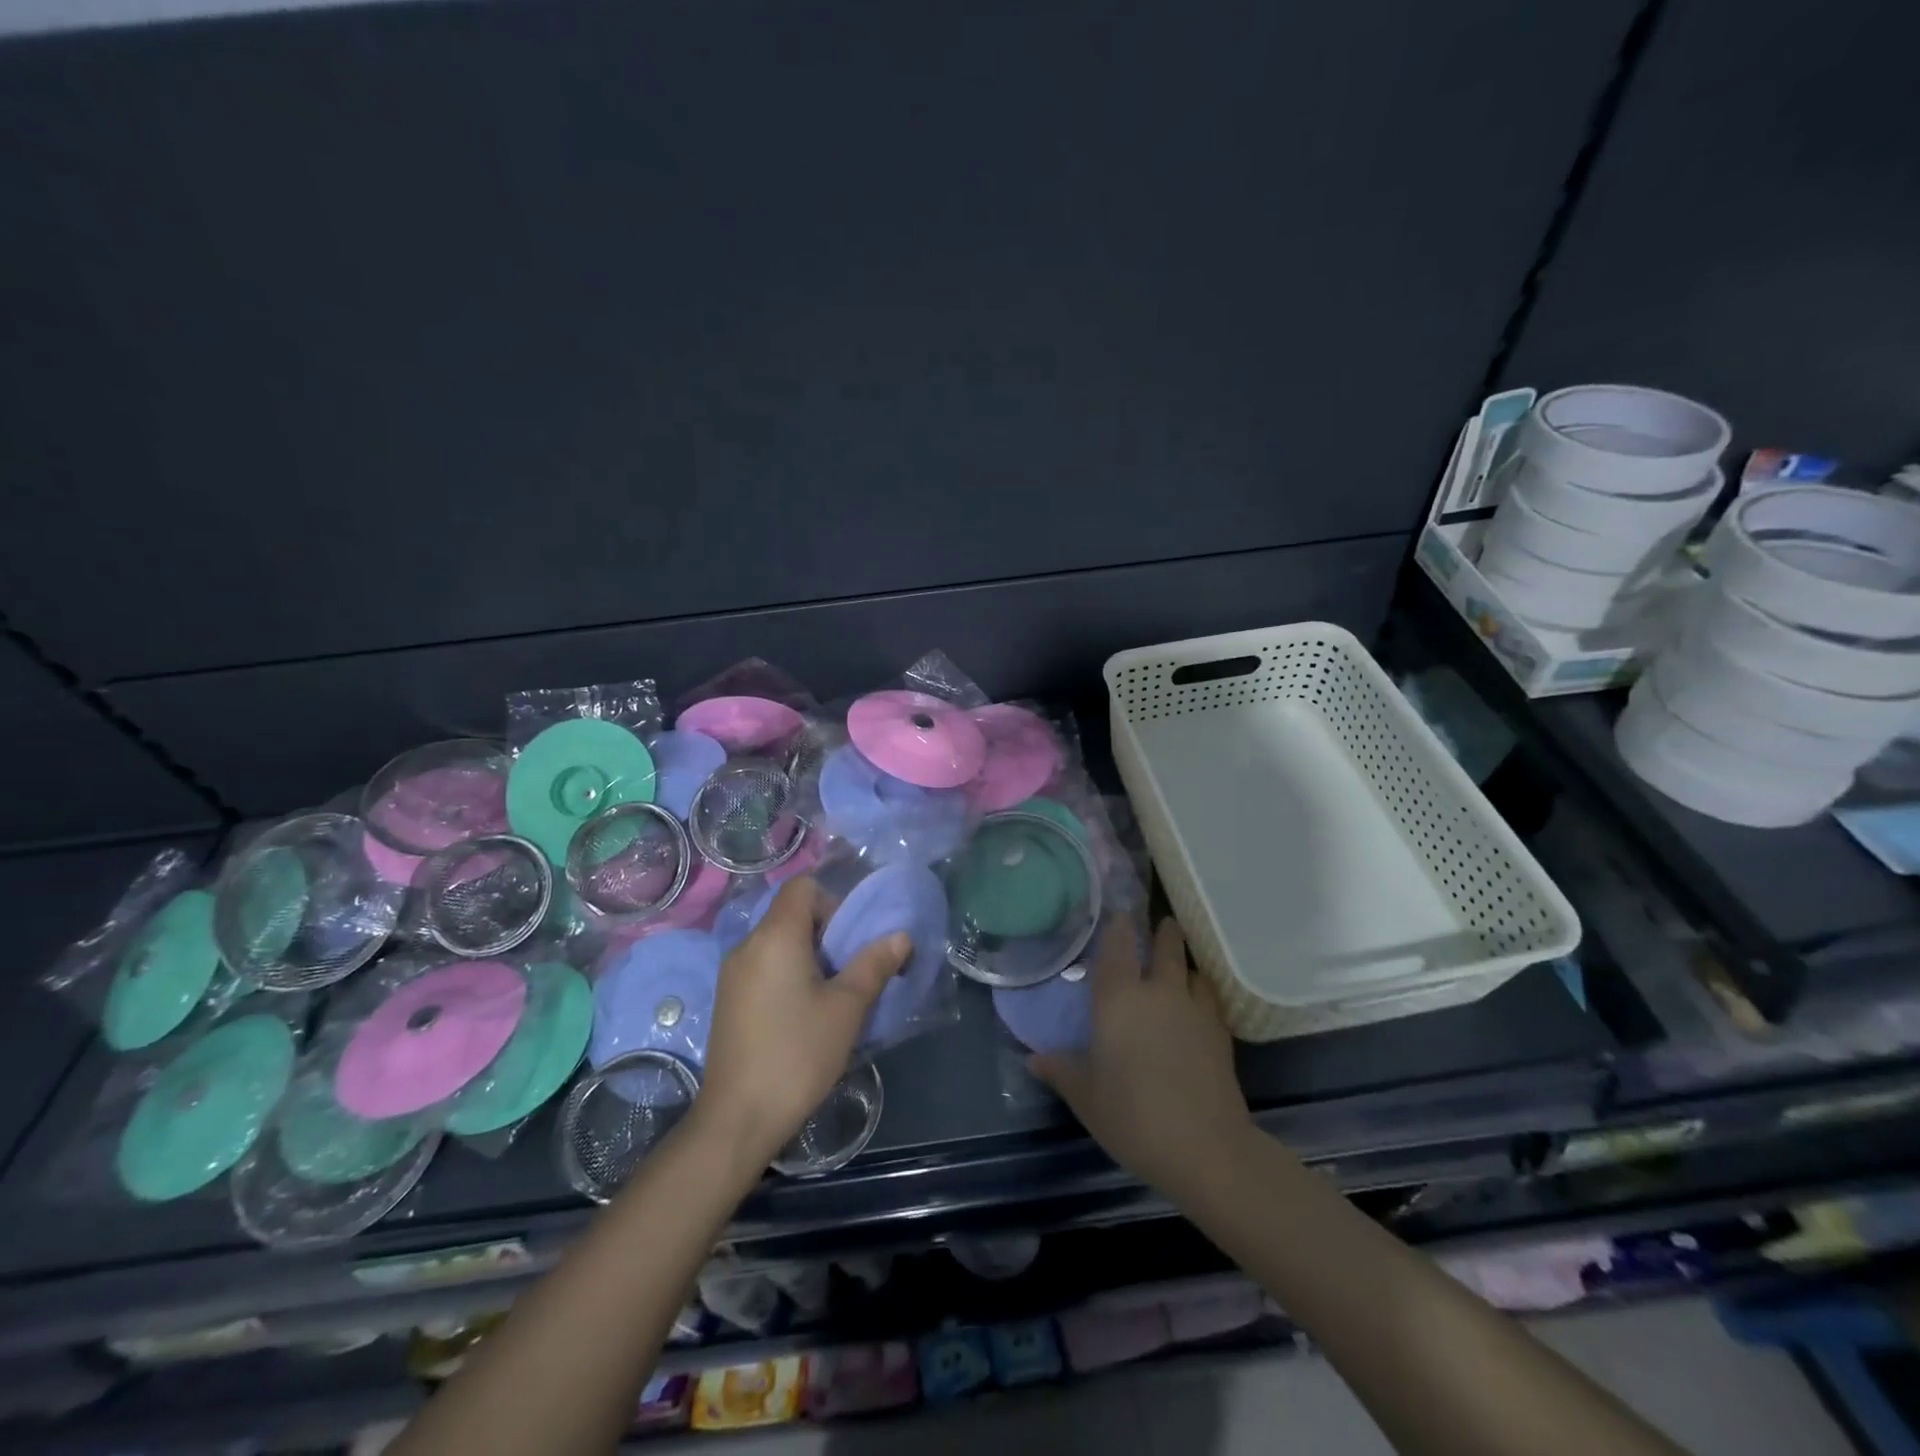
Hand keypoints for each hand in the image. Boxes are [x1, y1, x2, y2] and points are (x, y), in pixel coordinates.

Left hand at [695, 878, 908, 1168]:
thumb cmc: (797, 1054)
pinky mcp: (727, 1000)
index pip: (802, 887)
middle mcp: (747, 945)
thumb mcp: (847, 1008)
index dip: (832, 902)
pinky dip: (787, 975)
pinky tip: (801, 1016)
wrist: (737, 1118)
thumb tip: (901, 935)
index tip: (849, 940)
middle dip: (825, 933)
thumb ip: (874, 964)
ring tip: (830, 998)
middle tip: (848, 972)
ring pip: (777, 943)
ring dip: (808, 957)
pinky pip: (763, 967)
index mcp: (775, 936)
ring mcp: (732, 974)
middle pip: (790, 914)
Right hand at [1031, 916, 1254, 1203]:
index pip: (1118, 944)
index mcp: (1118, 998)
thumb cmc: (1132, 1116)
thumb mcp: (1086, 1096)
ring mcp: (1194, 1008)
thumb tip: (1033, 1059)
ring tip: (1178, 967)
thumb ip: (1061, 1071)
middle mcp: (1158, 991)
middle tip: (1160, 925)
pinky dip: (1201, 992)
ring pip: (1191, 968)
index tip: (1119, 912)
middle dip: (1163, 931)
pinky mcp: (1221, 1032)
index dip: (1119, 924)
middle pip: (1165, 945)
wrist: (1204, 1147)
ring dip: (1183, 963)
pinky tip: (1197, 1007)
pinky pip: (1210, 996)